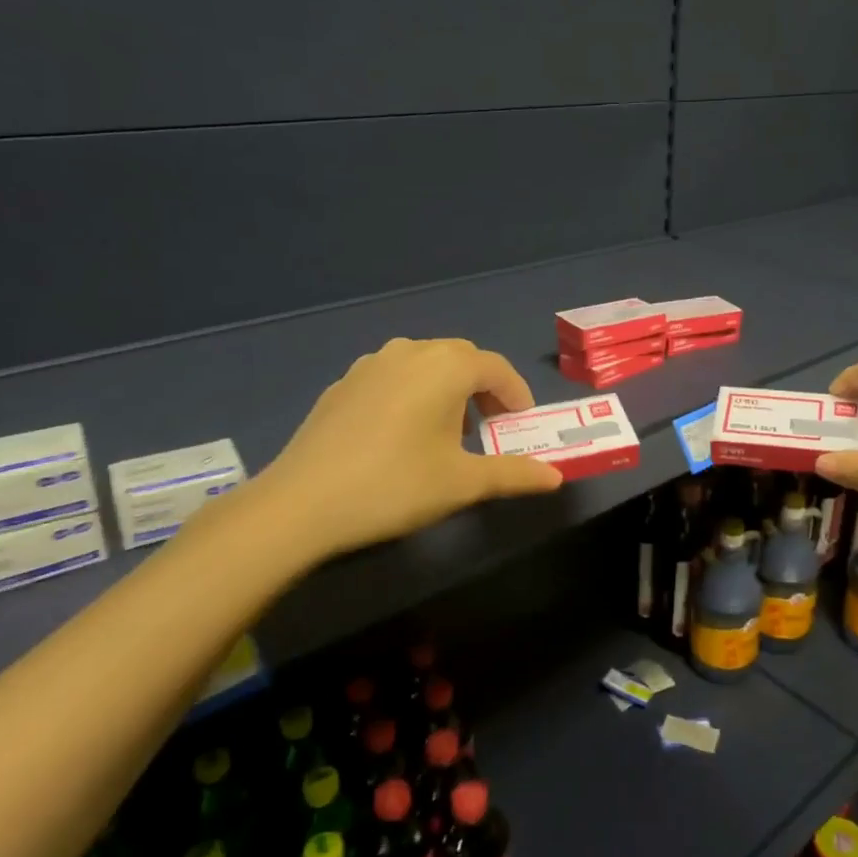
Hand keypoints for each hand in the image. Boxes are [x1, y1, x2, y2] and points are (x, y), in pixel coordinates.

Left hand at [254, 338, 563, 564]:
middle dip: (483, 388)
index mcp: (444, 367)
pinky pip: (393, 376)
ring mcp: (370, 365)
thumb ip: (514, 474)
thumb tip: (556, 478)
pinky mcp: (342, 385)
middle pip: (461, 358)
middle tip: (490, 427)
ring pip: (424, 363)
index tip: (523, 425)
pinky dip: (413, 393)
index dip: (517, 394)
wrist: (301, 503)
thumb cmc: (395, 486)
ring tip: (447, 430)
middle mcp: (409, 353)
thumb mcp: (462, 483)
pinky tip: (402, 433)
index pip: (496, 367)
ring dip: (447, 387)